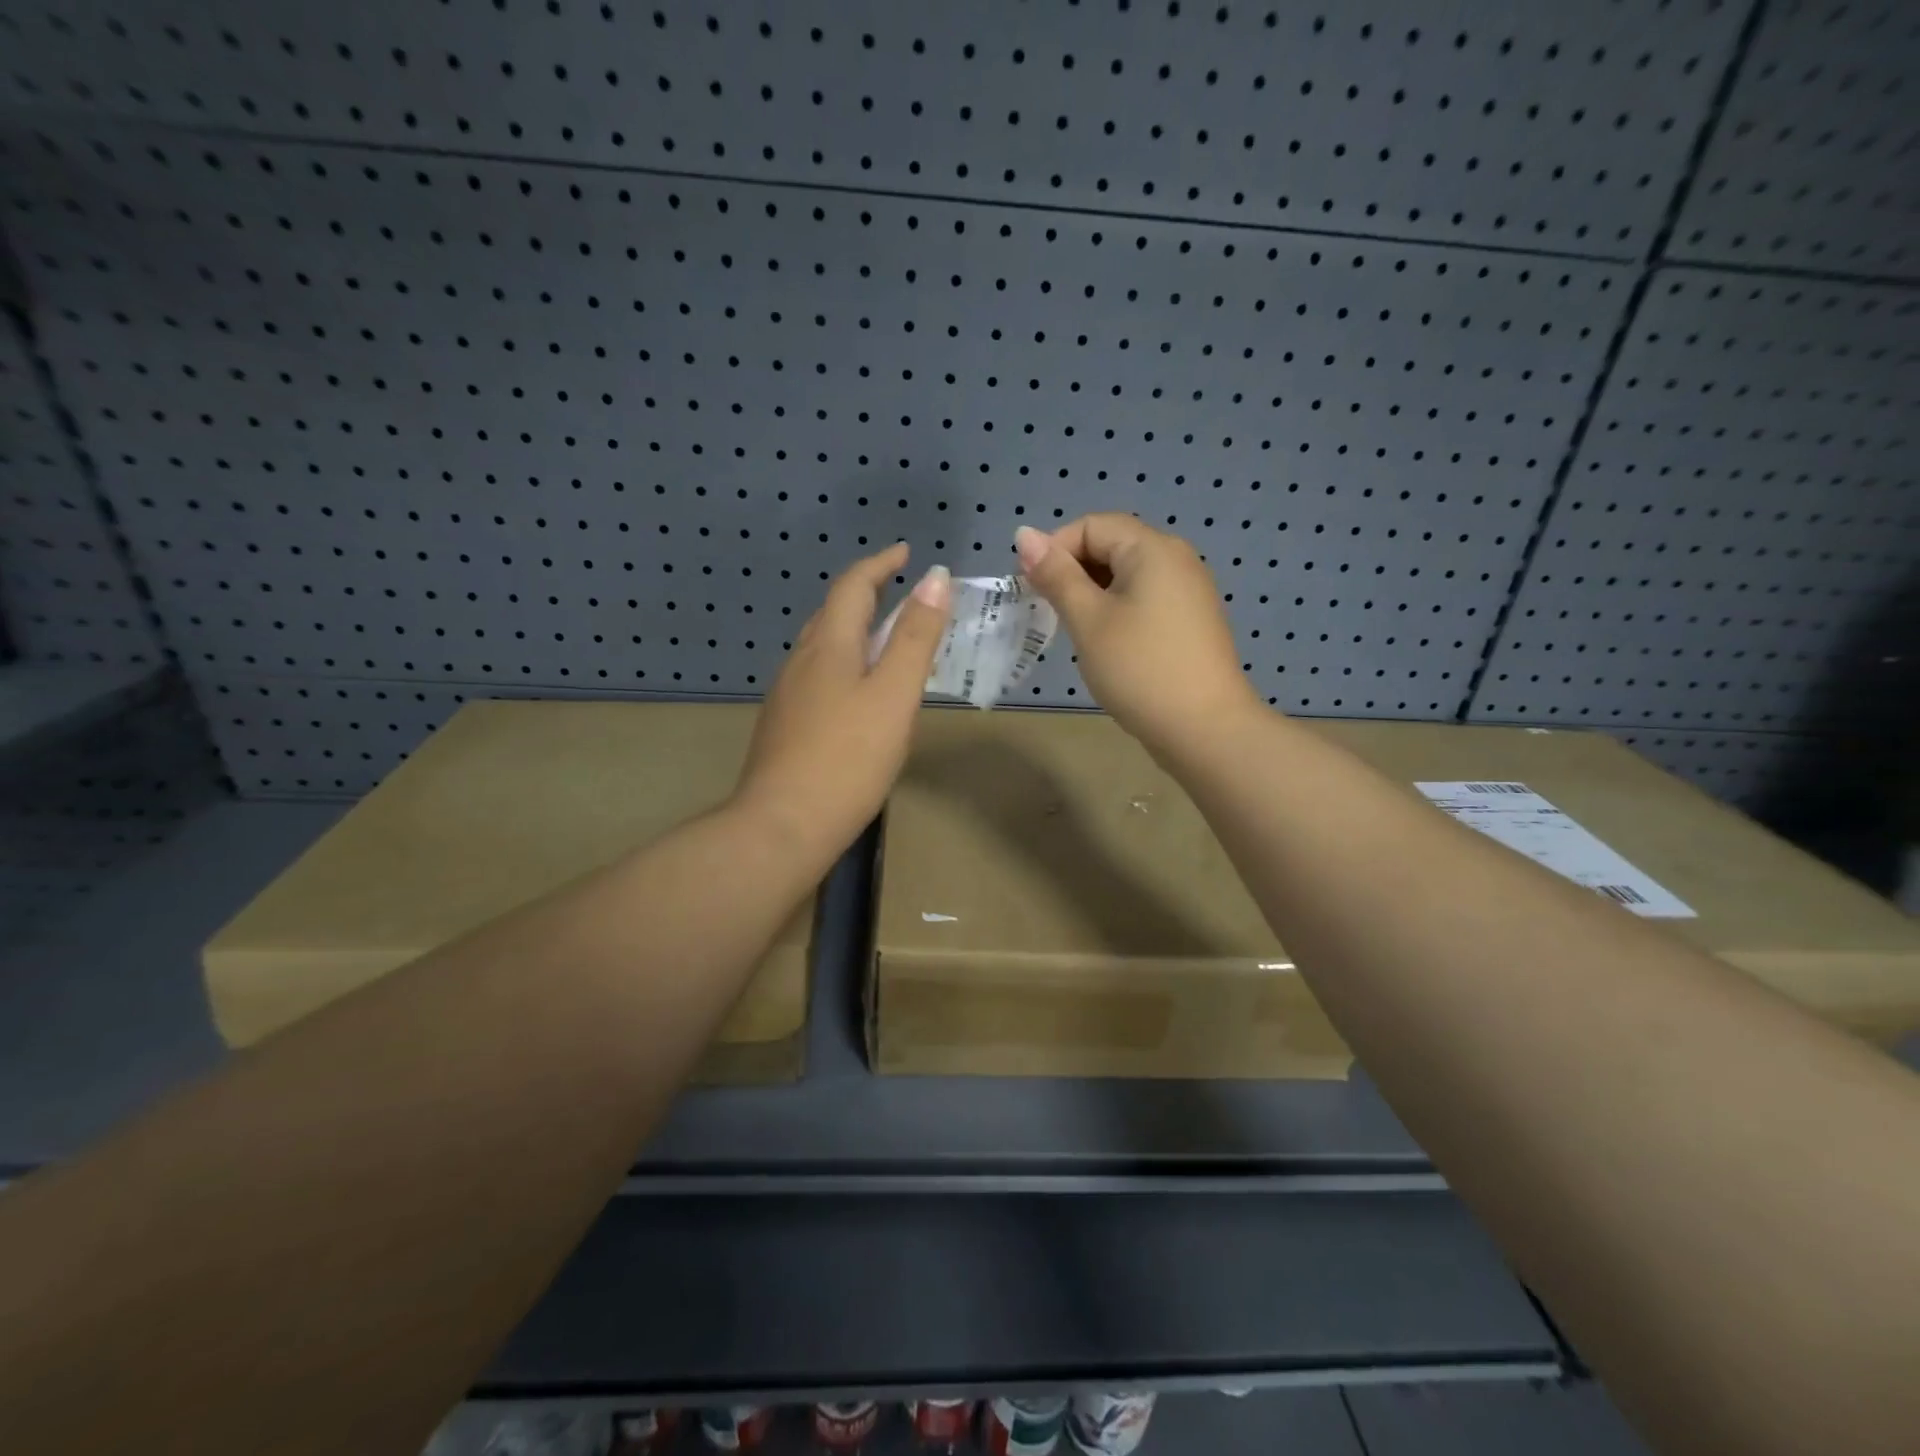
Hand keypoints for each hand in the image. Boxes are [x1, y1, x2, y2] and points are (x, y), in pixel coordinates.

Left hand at [734, 543, 950, 858]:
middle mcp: (801, 661)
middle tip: (902, 595)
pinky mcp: (784, 725)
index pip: (853, 586)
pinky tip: (857, 693)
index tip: (907, 553)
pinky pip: (818, 676)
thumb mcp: (895, 695)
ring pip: (823, 646)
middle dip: (867, 594)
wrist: (782, 826)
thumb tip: (935, 579)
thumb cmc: (848, 758)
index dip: (880, 564)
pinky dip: (844, 663)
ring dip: (854, 630)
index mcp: (829, 646)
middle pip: (833, 612)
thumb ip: (915, 637)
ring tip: (886, 641)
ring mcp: (787, 695)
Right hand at [1015, 515, 1261, 757]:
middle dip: (1073, 572)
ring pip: (1126, 575)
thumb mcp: (1088, 620)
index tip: (1033, 590)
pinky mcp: (1191, 620)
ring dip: (1092, 594)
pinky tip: (1107, 644)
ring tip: (1075, 631)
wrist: (1203, 729)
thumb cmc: (1139, 669)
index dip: (1055, 550)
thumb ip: (1056, 575)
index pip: (1091, 525)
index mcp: (1152, 548)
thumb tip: (1024, 533)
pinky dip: (1117, 610)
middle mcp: (1176, 558)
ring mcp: (1189, 590)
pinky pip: (1145, 598)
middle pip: (1111, 545)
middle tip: (1049, 613)